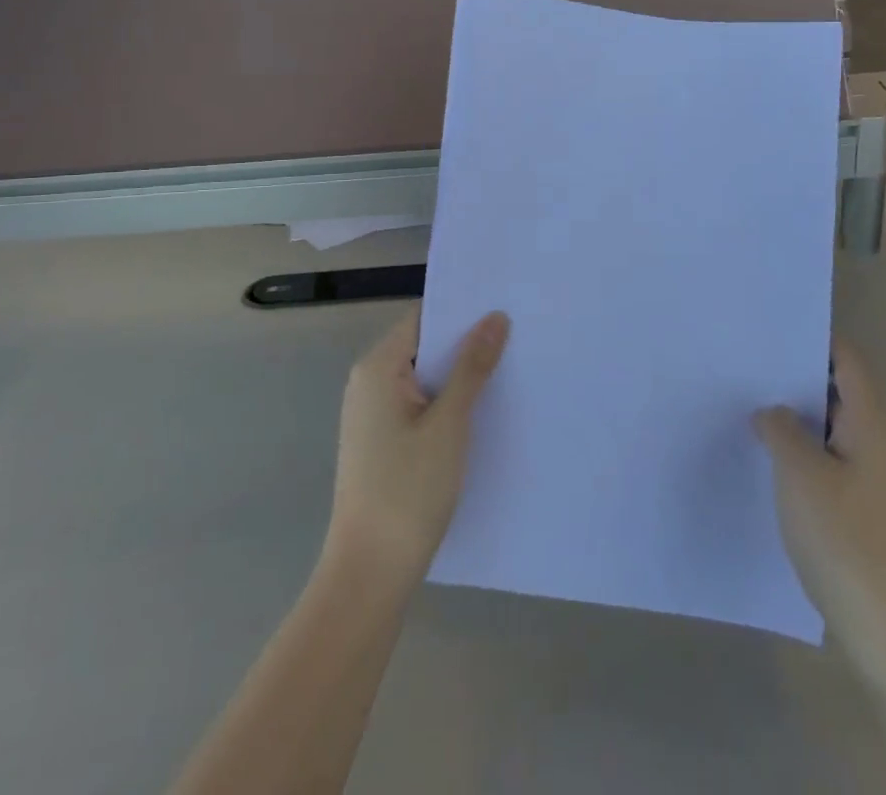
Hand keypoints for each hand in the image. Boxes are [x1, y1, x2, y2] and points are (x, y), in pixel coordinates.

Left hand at [325, 310, 509, 587]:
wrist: (369, 574)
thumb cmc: (408, 491)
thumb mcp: (449, 425)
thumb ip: (472, 368)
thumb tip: (495, 317)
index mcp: (378, 367)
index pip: (423, 320)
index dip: (461, 313)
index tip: (503, 310)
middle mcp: (368, 383)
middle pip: (423, 348)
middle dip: (465, 346)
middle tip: (517, 340)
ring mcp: (371, 415)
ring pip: (423, 380)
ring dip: (458, 379)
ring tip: (508, 373)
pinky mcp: (379, 443)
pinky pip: (417, 407)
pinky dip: (445, 405)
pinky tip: (480, 416)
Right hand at [754, 345, 885, 697]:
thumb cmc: (850, 545)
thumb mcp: (802, 476)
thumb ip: (781, 429)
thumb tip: (771, 410)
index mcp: (871, 424)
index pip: (844, 359)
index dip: (809, 336)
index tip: (764, 325)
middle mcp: (878, 444)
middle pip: (834, 390)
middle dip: (791, 375)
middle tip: (740, 361)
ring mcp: (874, 482)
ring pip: (828, 429)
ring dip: (792, 416)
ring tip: (741, 403)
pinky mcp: (865, 515)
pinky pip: (827, 463)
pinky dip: (798, 452)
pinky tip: (764, 460)